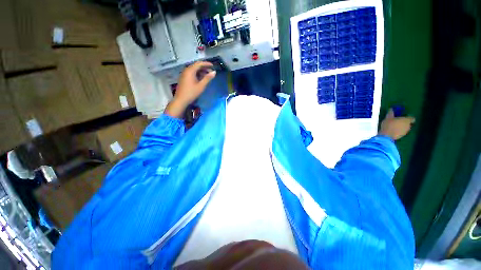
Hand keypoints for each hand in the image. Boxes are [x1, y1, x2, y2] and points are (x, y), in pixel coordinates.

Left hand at [165, 61, 215, 117]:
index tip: (213, 66)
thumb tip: (214, 72)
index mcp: (190, 70)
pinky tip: (201, 79)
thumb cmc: (192, 93)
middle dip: (204, 68)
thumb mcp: (201, 86)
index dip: (206, 64)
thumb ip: (208, 78)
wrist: (181, 100)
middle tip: (211, 72)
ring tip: (208, 76)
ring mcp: (184, 74)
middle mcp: (186, 70)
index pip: (199, 63)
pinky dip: (197, 74)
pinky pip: (191, 73)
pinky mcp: (184, 78)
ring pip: (194, 70)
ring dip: (201, 71)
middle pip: (196, 66)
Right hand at [379, 109, 414, 139]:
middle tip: (397, 122)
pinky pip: (402, 132)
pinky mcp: (402, 136)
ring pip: (405, 128)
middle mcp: (408, 126)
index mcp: (406, 120)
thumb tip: (391, 109)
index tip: (403, 117)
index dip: (408, 117)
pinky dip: (399, 131)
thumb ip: (391, 113)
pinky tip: (393, 130)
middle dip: (404, 122)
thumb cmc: (389, 125)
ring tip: (395, 126)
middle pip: (408, 123)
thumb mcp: (388, 117)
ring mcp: (406, 131)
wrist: (387, 136)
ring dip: (402, 127)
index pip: (412, 118)